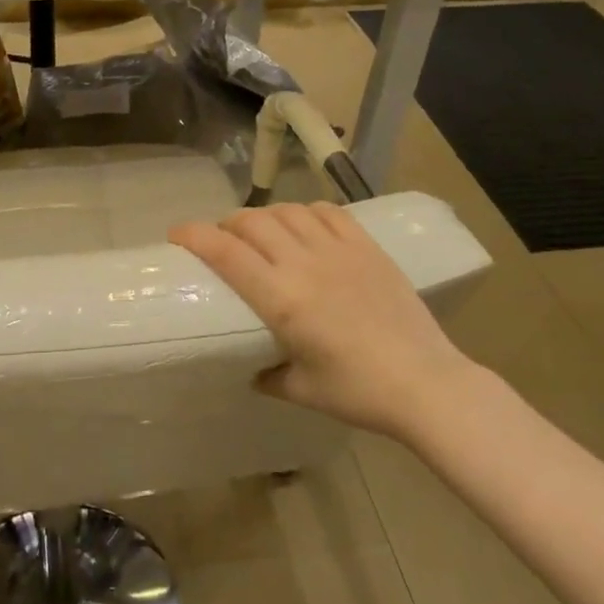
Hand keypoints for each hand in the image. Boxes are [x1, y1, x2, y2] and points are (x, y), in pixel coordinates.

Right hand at [170, 202, 479, 441]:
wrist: (427, 383)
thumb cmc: (358, 392)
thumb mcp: (302, 390)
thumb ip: (268, 375)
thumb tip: (251, 369)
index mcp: (282, 299)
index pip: (226, 252)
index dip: (195, 236)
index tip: (176, 233)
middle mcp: (305, 264)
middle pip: (252, 223)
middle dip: (226, 224)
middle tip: (219, 239)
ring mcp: (339, 251)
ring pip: (288, 212)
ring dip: (264, 216)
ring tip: (259, 231)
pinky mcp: (367, 247)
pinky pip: (328, 212)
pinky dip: (305, 212)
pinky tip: (303, 225)